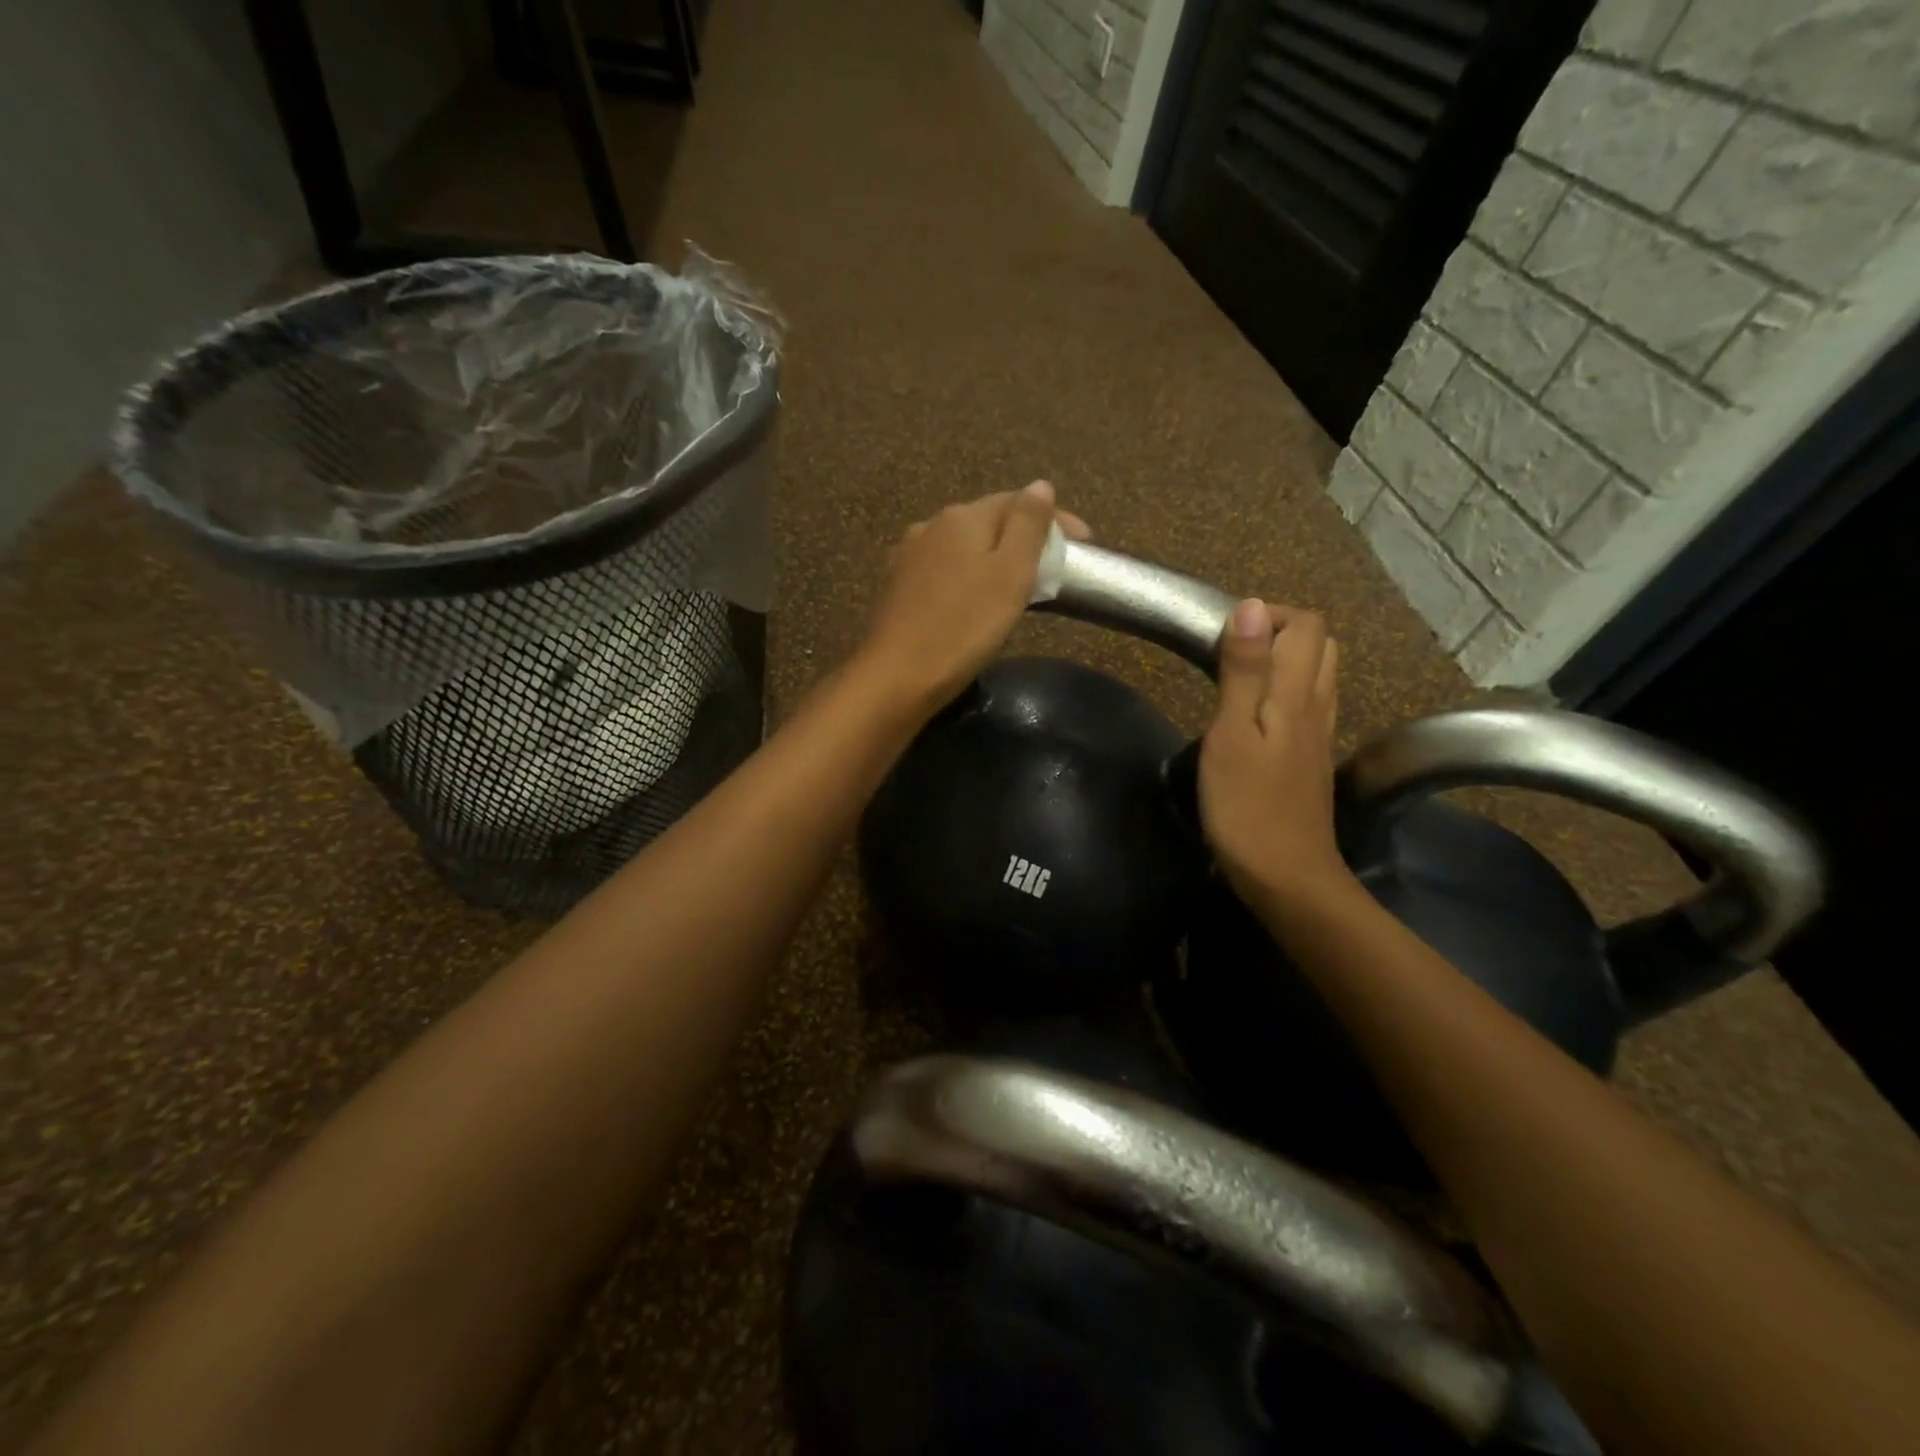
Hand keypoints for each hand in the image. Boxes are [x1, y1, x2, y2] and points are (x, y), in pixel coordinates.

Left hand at [856, 482, 1090, 710]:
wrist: (898, 676)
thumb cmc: (964, 625)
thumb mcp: (1010, 574)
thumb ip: (1028, 525)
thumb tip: (1040, 485)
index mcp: (962, 517)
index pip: (1017, 501)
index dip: (1055, 518)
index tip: (1086, 543)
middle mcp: (931, 527)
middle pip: (988, 522)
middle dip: (1024, 537)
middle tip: (1055, 565)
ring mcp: (909, 557)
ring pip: (965, 547)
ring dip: (995, 557)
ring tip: (1020, 583)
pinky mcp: (899, 588)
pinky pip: (946, 570)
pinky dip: (970, 577)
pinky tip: (976, 598)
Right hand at [1199, 600, 1353, 910]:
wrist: (1286, 876)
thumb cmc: (1247, 806)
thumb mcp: (1231, 734)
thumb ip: (1243, 671)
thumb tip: (1251, 607)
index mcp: (1297, 694)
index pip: (1304, 625)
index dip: (1267, 615)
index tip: (1222, 637)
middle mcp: (1318, 706)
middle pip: (1318, 644)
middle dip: (1277, 632)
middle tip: (1229, 653)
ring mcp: (1320, 735)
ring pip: (1316, 674)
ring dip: (1282, 661)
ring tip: (1236, 679)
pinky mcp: (1311, 759)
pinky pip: (1308, 704)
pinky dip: (1284, 691)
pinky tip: (1252, 716)